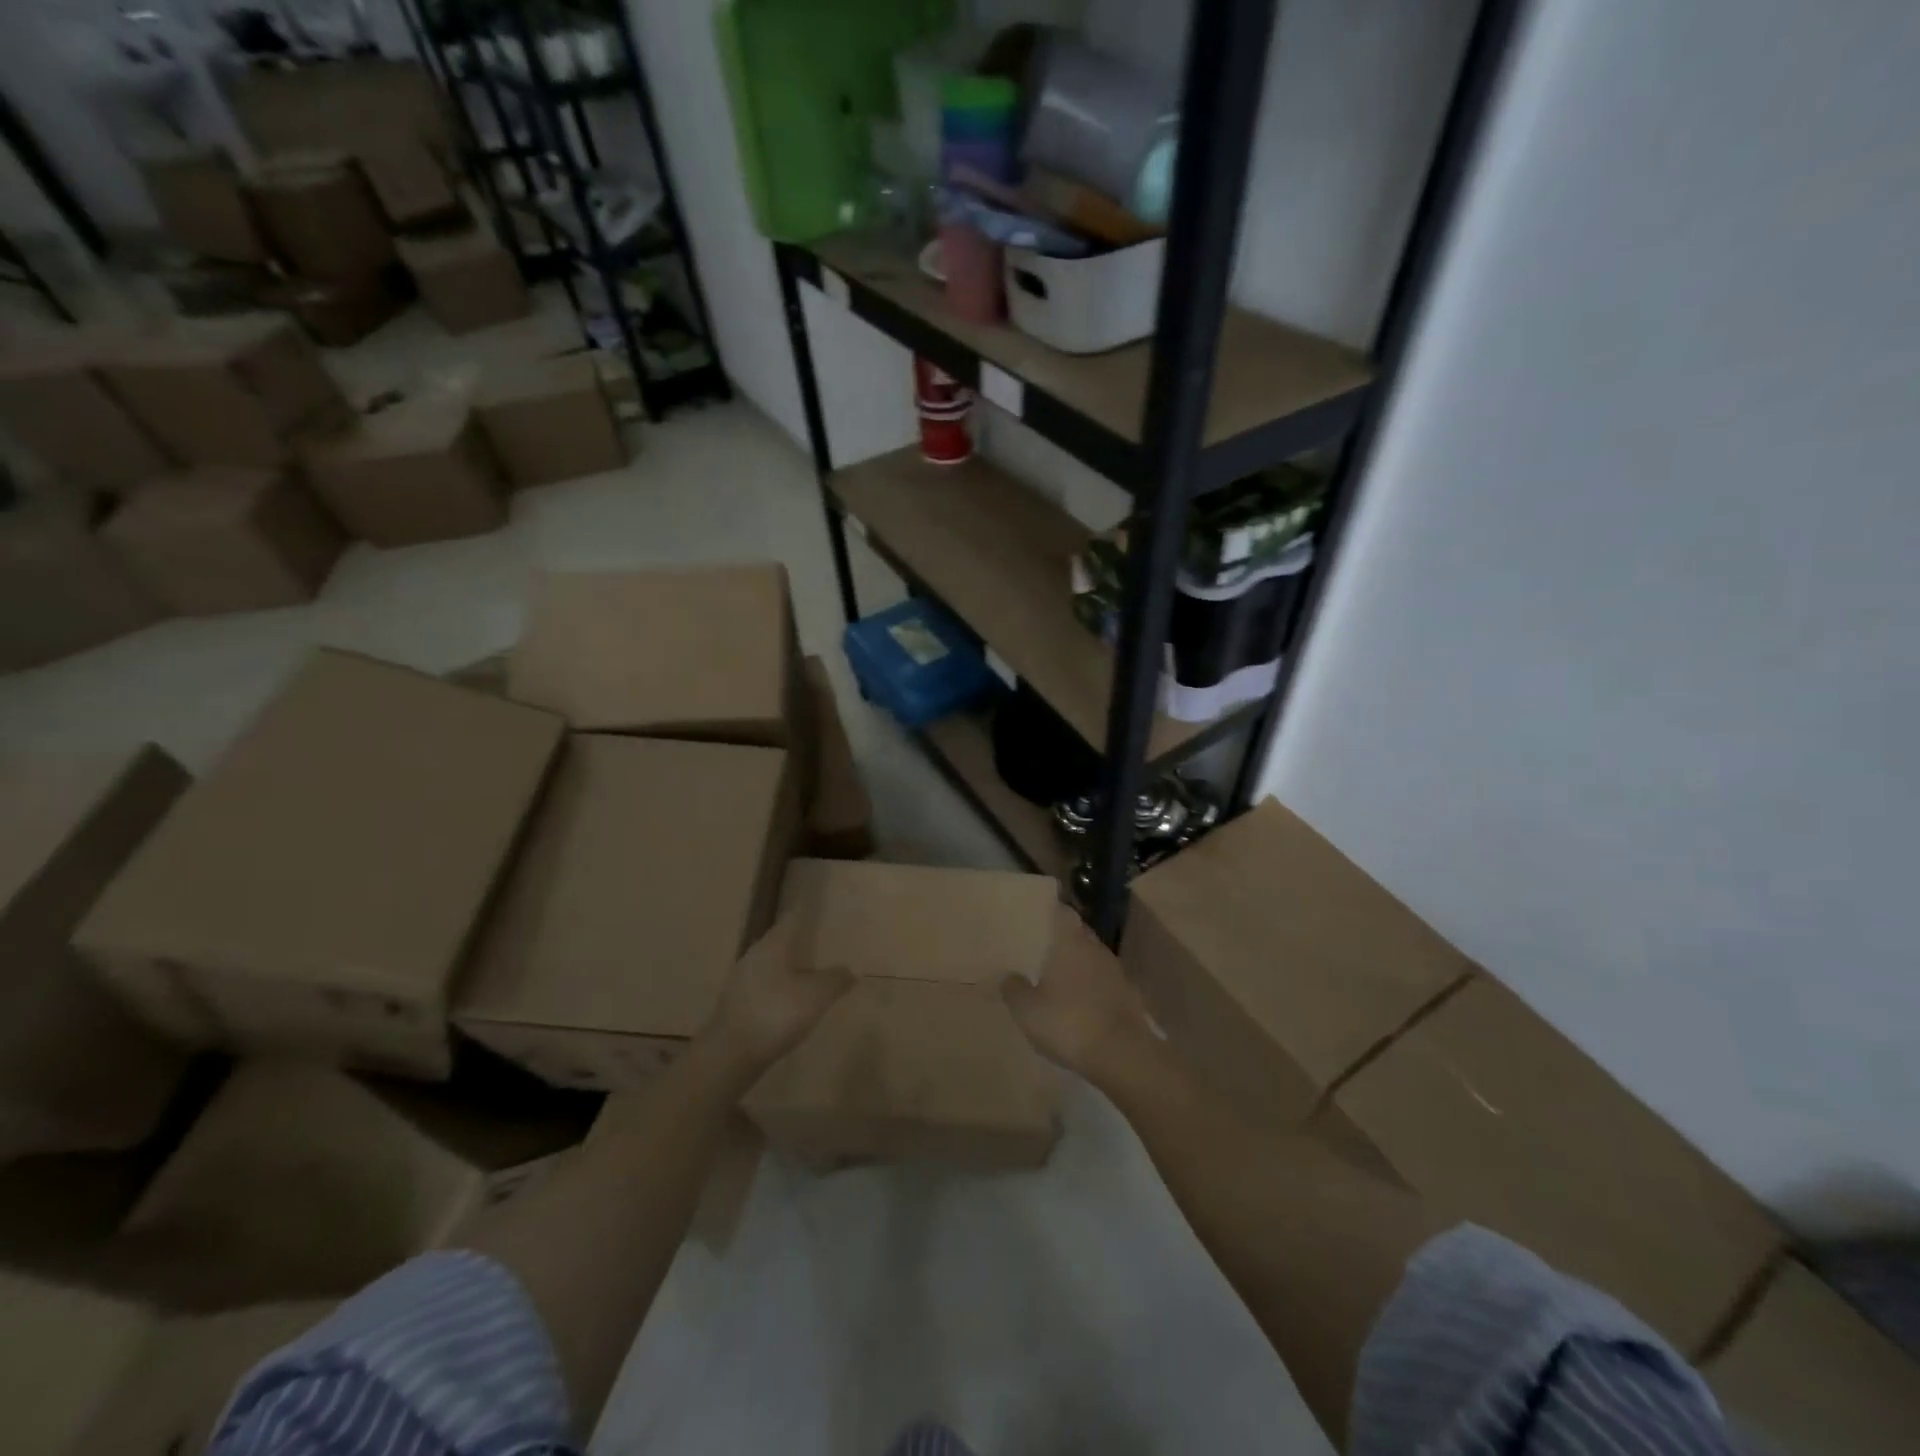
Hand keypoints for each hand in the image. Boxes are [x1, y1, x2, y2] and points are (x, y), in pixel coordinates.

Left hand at [705, 907, 852, 1074]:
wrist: (729, 1055)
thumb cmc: (776, 1013)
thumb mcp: (817, 995)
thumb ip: (836, 979)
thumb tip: (850, 970)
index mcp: (773, 944)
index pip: (792, 918)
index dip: (806, 912)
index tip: (820, 909)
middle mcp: (754, 955)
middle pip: (780, 941)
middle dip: (800, 942)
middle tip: (822, 943)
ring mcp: (742, 981)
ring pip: (771, 965)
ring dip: (789, 967)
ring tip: (811, 975)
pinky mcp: (736, 1005)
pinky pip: (764, 987)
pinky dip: (779, 989)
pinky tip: (791, 1003)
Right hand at [1001, 905, 1154, 1080]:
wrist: (1122, 1055)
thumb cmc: (1069, 1022)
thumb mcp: (1027, 1010)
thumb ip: (1013, 988)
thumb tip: (1007, 975)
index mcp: (1070, 941)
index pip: (1061, 912)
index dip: (1048, 913)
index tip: (1033, 918)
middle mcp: (1095, 947)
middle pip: (1077, 933)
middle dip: (1061, 940)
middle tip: (1038, 950)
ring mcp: (1115, 971)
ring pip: (1091, 957)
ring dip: (1077, 964)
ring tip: (1056, 978)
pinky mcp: (1128, 995)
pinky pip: (1103, 981)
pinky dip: (1090, 986)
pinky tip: (1078, 1003)